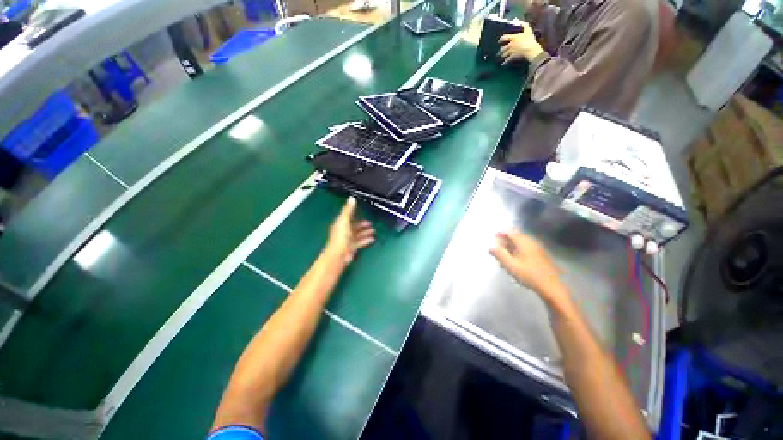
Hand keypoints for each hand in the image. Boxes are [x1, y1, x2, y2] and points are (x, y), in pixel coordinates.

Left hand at [325, 197, 374, 263]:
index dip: (353, 212)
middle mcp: (344, 231)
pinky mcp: (352, 247)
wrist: (339, 254)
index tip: (361, 209)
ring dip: (365, 232)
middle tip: (370, 222)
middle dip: (362, 224)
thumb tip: (351, 198)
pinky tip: (372, 239)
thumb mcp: (344, 220)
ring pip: (358, 234)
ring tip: (373, 230)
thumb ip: (348, 209)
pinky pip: (360, 242)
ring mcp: (348, 239)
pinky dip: (366, 240)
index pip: (347, 216)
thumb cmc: (341, 237)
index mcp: (341, 223)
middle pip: (354, 226)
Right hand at [490, 231, 568, 307]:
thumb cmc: (528, 274)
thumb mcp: (510, 265)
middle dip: (505, 240)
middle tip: (497, 247)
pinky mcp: (540, 255)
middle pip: (516, 236)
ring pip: (521, 242)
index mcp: (523, 242)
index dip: (500, 233)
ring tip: (504, 255)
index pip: (510, 232)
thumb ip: (499, 254)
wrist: (550, 286)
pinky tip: (515, 260)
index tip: (492, 237)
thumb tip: (490, 247)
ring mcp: (537, 248)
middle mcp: (531, 242)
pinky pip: (526, 248)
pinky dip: (518, 250)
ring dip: (511, 246)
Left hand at [498, 22, 543, 64]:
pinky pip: (506, 60)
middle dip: (500, 51)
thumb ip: (524, 25)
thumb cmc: (530, 39)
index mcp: (513, 38)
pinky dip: (504, 62)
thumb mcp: (528, 30)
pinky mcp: (512, 57)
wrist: (531, 50)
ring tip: (501, 57)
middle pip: (503, 48)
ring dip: (502, 56)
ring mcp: (511, 52)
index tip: (499, 41)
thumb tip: (519, 20)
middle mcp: (510, 45)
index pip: (504, 37)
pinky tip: (503, 64)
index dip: (501, 39)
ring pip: (504, 54)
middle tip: (499, 53)